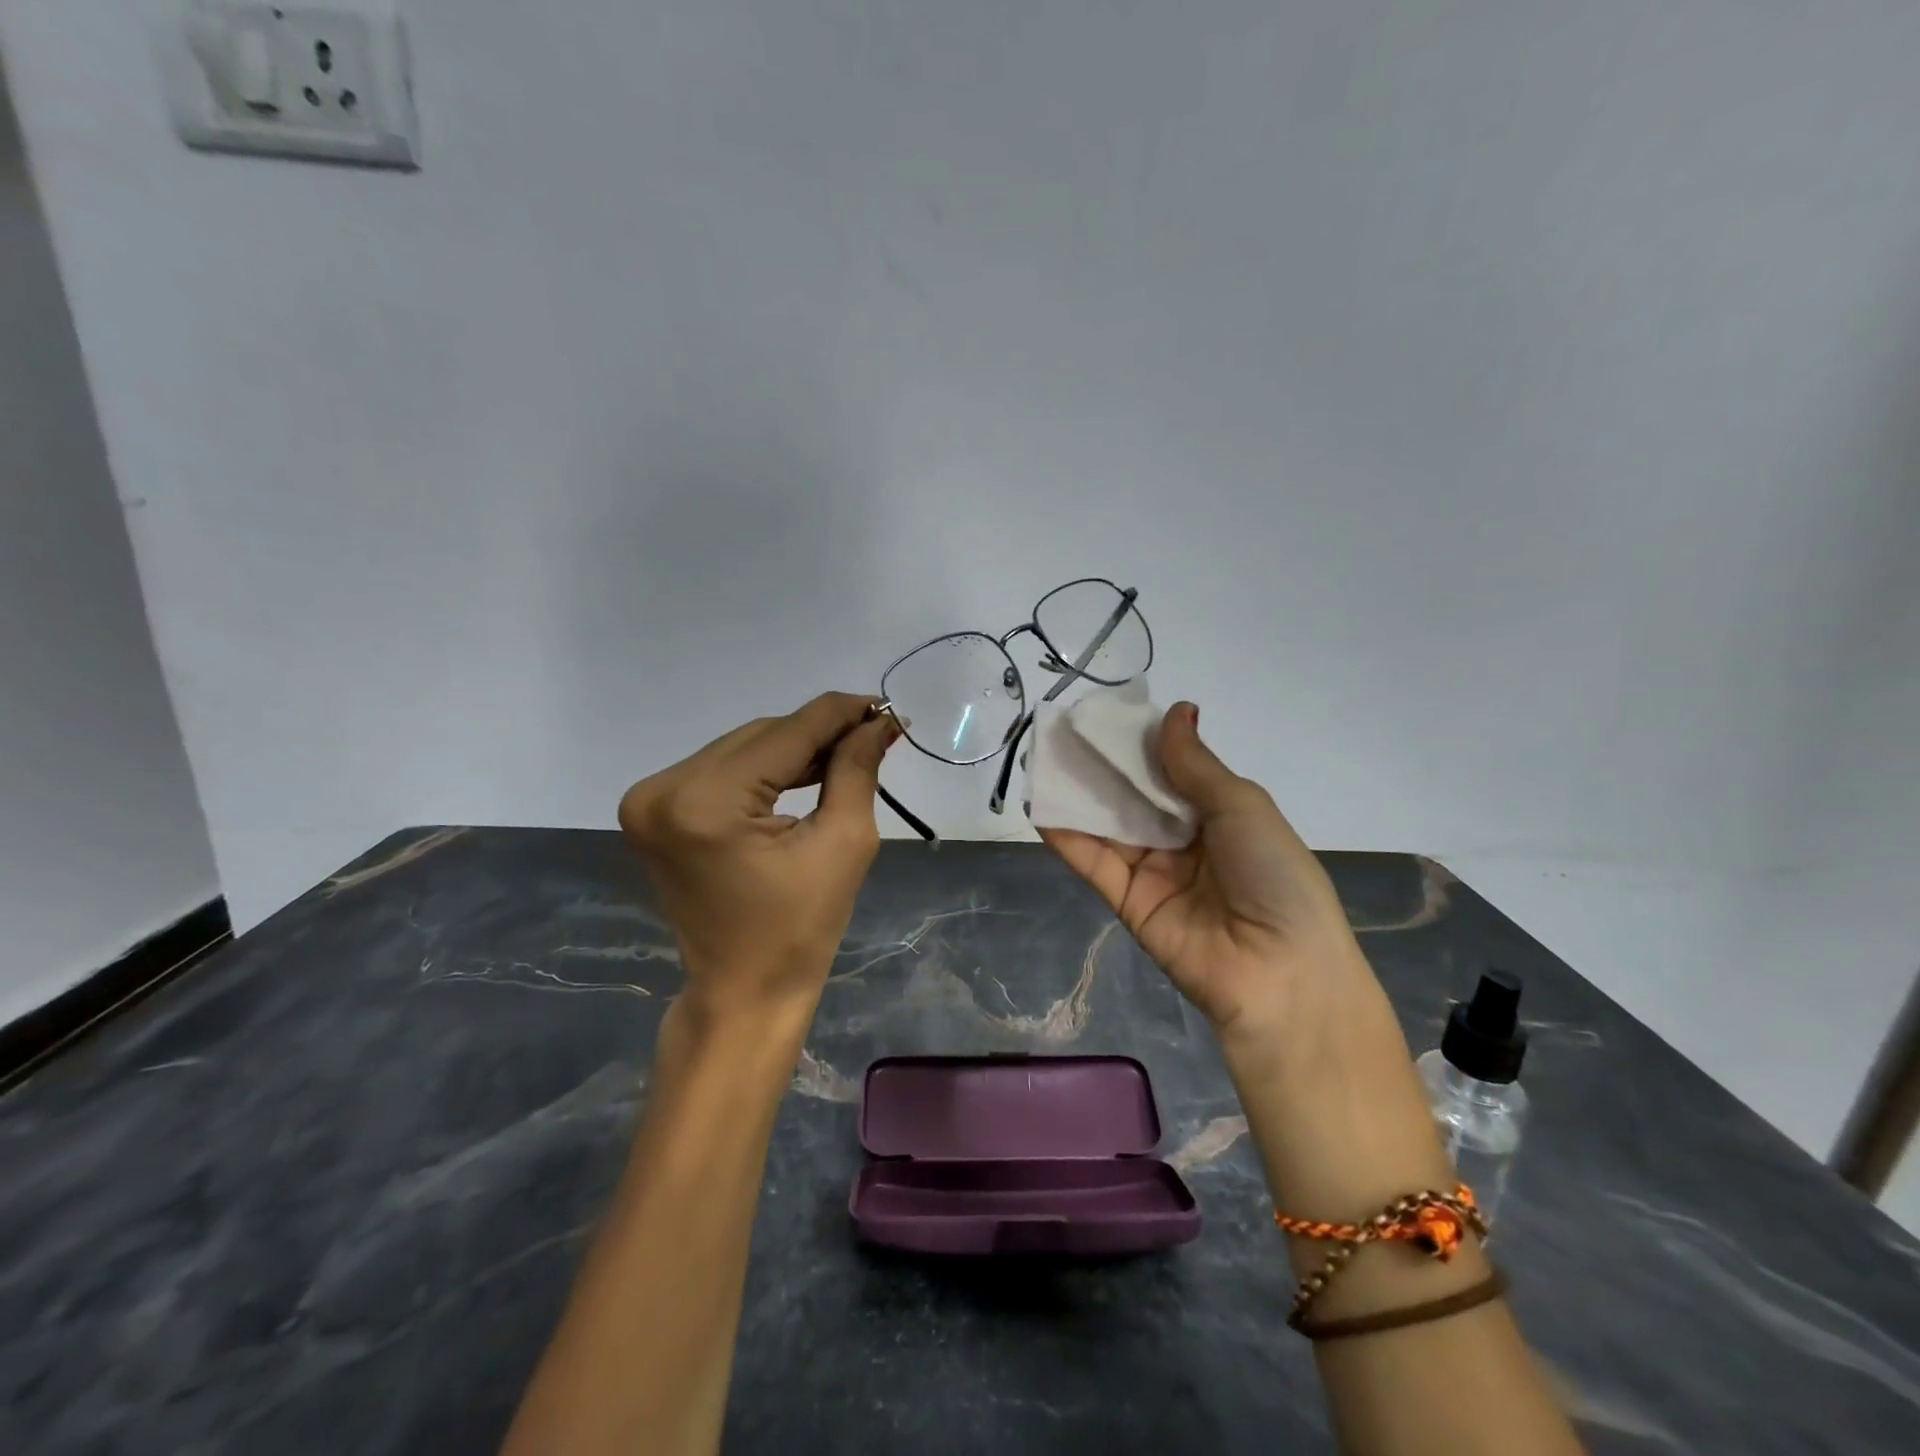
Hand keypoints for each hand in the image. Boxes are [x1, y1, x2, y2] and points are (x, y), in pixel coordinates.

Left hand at [618, 692, 900, 1016]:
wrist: (742, 992)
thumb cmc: (800, 930)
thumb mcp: (843, 843)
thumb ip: (856, 769)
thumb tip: (878, 721)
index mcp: (705, 802)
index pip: (786, 734)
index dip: (841, 714)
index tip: (885, 706)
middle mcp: (664, 789)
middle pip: (761, 736)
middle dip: (820, 733)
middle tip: (873, 734)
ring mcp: (651, 799)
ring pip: (743, 747)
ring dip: (794, 748)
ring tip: (847, 752)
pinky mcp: (655, 810)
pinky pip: (723, 769)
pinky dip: (765, 768)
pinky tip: (805, 770)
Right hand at [1040, 703, 1366, 1049]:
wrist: (1279, 973)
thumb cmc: (1274, 875)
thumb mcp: (1242, 807)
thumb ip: (1195, 764)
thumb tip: (1176, 710)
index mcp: (1219, 815)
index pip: (1170, 770)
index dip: (1140, 743)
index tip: (1105, 714)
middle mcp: (1183, 840)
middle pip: (1134, 795)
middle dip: (1102, 765)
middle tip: (1063, 729)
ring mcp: (1153, 871)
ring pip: (1109, 825)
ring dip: (1078, 794)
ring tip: (1042, 757)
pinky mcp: (1127, 901)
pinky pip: (1095, 862)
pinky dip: (1067, 836)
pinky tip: (1040, 806)